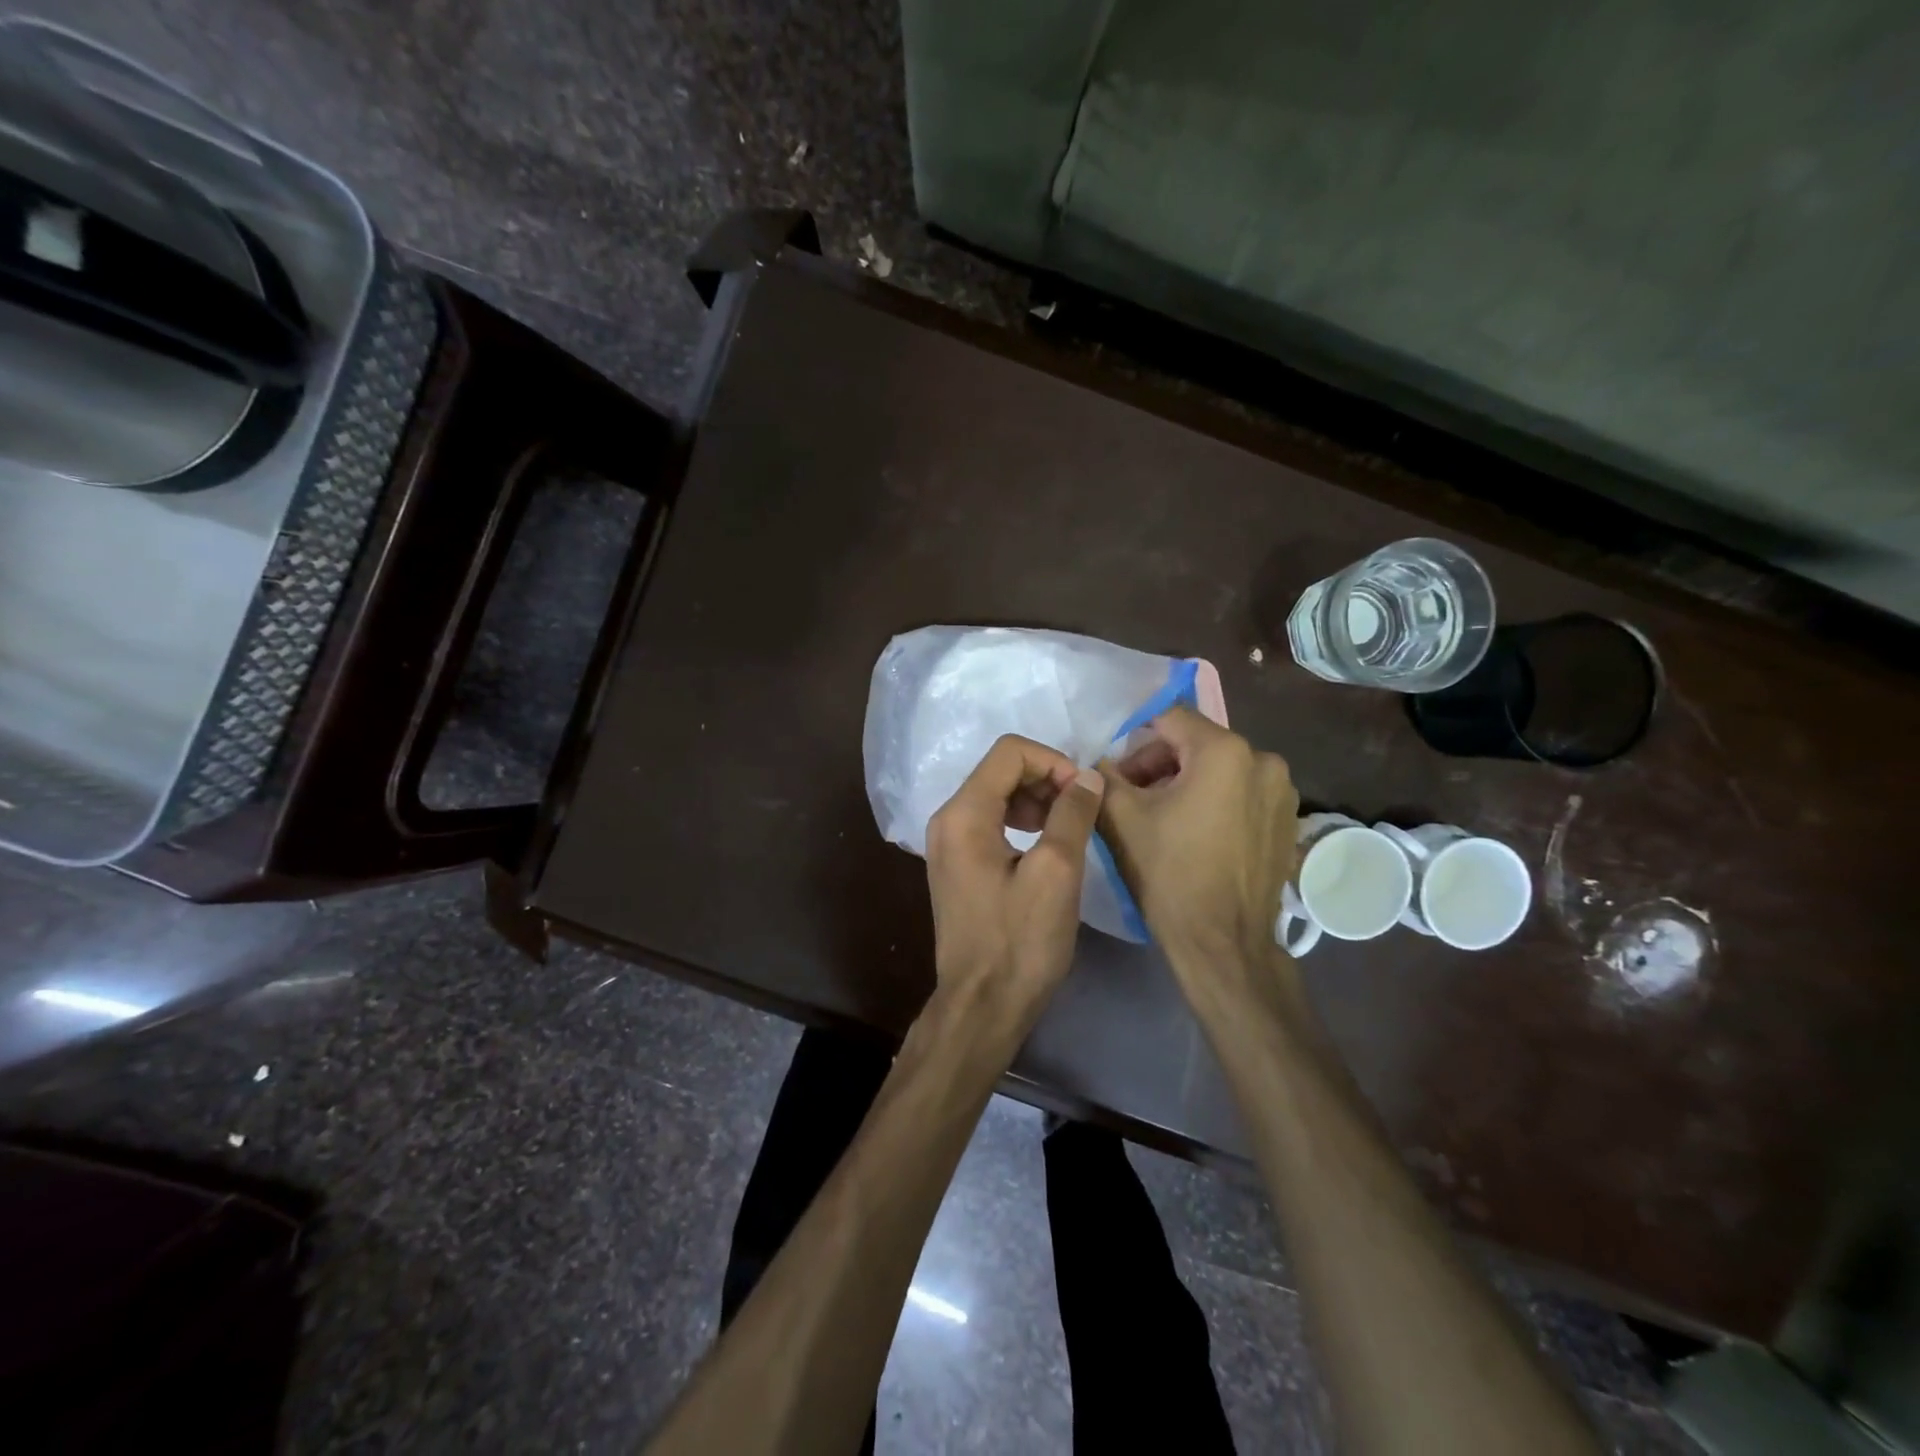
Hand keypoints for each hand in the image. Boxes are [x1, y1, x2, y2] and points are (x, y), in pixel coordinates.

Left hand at [925, 735, 1105, 1002]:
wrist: (983, 1006)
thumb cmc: (1020, 942)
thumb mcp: (1056, 873)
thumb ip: (1072, 814)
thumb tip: (1088, 776)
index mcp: (964, 814)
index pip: (1010, 752)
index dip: (1054, 761)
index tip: (1085, 794)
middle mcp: (947, 819)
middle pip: (1001, 770)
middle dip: (1047, 779)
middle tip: (1082, 812)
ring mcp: (948, 843)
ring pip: (997, 794)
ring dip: (1037, 800)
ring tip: (1068, 830)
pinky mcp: (957, 865)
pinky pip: (991, 822)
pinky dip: (1022, 821)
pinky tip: (1046, 847)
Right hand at [1097, 706, 1299, 974]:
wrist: (1223, 943)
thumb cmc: (1170, 873)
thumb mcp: (1121, 818)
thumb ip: (1104, 776)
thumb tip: (1097, 762)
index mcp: (1225, 750)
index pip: (1169, 718)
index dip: (1135, 742)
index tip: (1117, 775)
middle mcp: (1264, 760)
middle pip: (1196, 743)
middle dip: (1159, 765)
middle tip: (1132, 798)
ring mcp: (1283, 792)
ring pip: (1220, 769)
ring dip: (1187, 783)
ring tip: (1162, 820)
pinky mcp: (1288, 821)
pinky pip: (1242, 794)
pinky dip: (1215, 803)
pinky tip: (1195, 836)